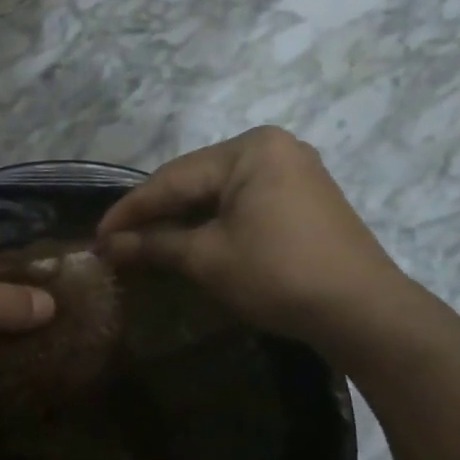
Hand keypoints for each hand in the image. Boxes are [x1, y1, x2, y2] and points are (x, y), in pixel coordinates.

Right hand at [95, 128, 413, 347]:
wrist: (363, 312)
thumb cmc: (277, 274)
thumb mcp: (207, 258)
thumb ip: (153, 244)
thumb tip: (107, 246)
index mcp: (250, 149)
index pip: (173, 178)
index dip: (130, 210)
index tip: (97, 235)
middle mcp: (273, 148)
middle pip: (195, 181)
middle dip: (155, 214)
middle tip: (116, 241)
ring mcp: (293, 172)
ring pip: (218, 193)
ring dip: (181, 220)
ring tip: (144, 243)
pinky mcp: (303, 199)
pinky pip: (242, 203)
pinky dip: (211, 223)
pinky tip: (187, 241)